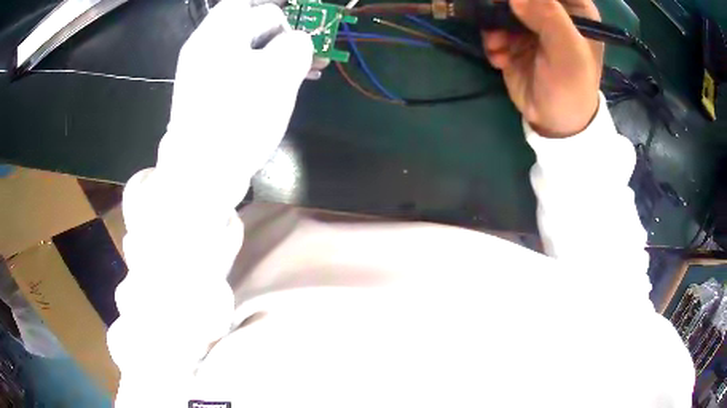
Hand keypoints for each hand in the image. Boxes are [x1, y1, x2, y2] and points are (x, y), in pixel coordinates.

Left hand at [159, 0, 312, 205]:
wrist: (201, 174)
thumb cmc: (238, 117)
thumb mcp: (278, 74)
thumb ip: (296, 45)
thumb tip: (297, 43)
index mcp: (217, 33)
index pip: (249, 2)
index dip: (279, 8)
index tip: (303, 21)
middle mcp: (207, 47)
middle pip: (250, 24)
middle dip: (285, 33)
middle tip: (311, 51)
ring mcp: (205, 72)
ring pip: (249, 49)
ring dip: (279, 54)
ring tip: (308, 71)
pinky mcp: (210, 94)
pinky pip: (241, 71)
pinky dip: (263, 72)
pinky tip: (284, 86)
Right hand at [481, 0, 603, 137]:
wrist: (553, 123)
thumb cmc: (571, 88)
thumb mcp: (568, 53)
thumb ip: (549, 17)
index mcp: (576, 10)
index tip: (516, 3)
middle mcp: (553, 12)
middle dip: (505, 5)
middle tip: (497, 18)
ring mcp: (532, 25)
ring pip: (503, 7)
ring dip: (494, 25)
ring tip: (499, 45)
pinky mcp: (514, 38)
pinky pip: (494, 26)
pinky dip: (492, 41)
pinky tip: (500, 58)